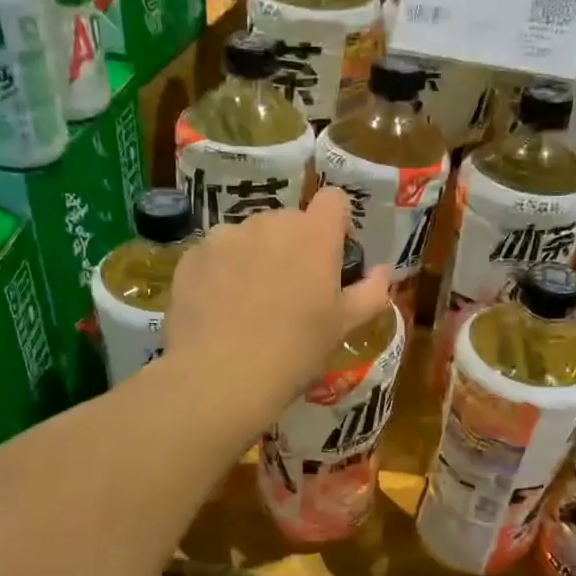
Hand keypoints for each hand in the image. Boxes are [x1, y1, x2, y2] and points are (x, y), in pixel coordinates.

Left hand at [162, 187, 392, 424]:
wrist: (221, 375)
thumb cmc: (295, 350)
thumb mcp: (343, 327)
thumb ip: (370, 293)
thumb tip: (382, 271)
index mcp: (314, 234)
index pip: (333, 200)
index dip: (336, 223)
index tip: (333, 255)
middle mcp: (270, 222)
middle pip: (289, 220)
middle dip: (293, 246)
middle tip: (292, 291)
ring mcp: (226, 235)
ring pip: (249, 236)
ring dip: (255, 256)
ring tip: (250, 302)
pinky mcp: (192, 256)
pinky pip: (215, 254)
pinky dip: (222, 272)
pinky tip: (220, 308)